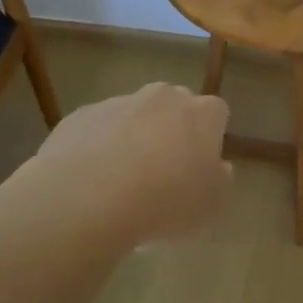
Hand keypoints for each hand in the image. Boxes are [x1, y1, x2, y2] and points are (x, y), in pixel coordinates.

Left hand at [27, 83, 231, 245]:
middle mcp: (163, 97)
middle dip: (172, 130)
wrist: (88, 197)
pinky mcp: (81, 115)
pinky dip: (100, 145)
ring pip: (134, 115)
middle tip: (165, 170)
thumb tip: (218, 167)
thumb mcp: (211, 205)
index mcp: (202, 114)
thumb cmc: (165, 201)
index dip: (210, 137)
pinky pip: (98, 128)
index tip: (202, 165)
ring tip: (123, 180)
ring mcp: (119, 102)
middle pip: (175, 106)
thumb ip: (220, 181)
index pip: (216, 113)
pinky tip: (93, 179)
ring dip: (134, 137)